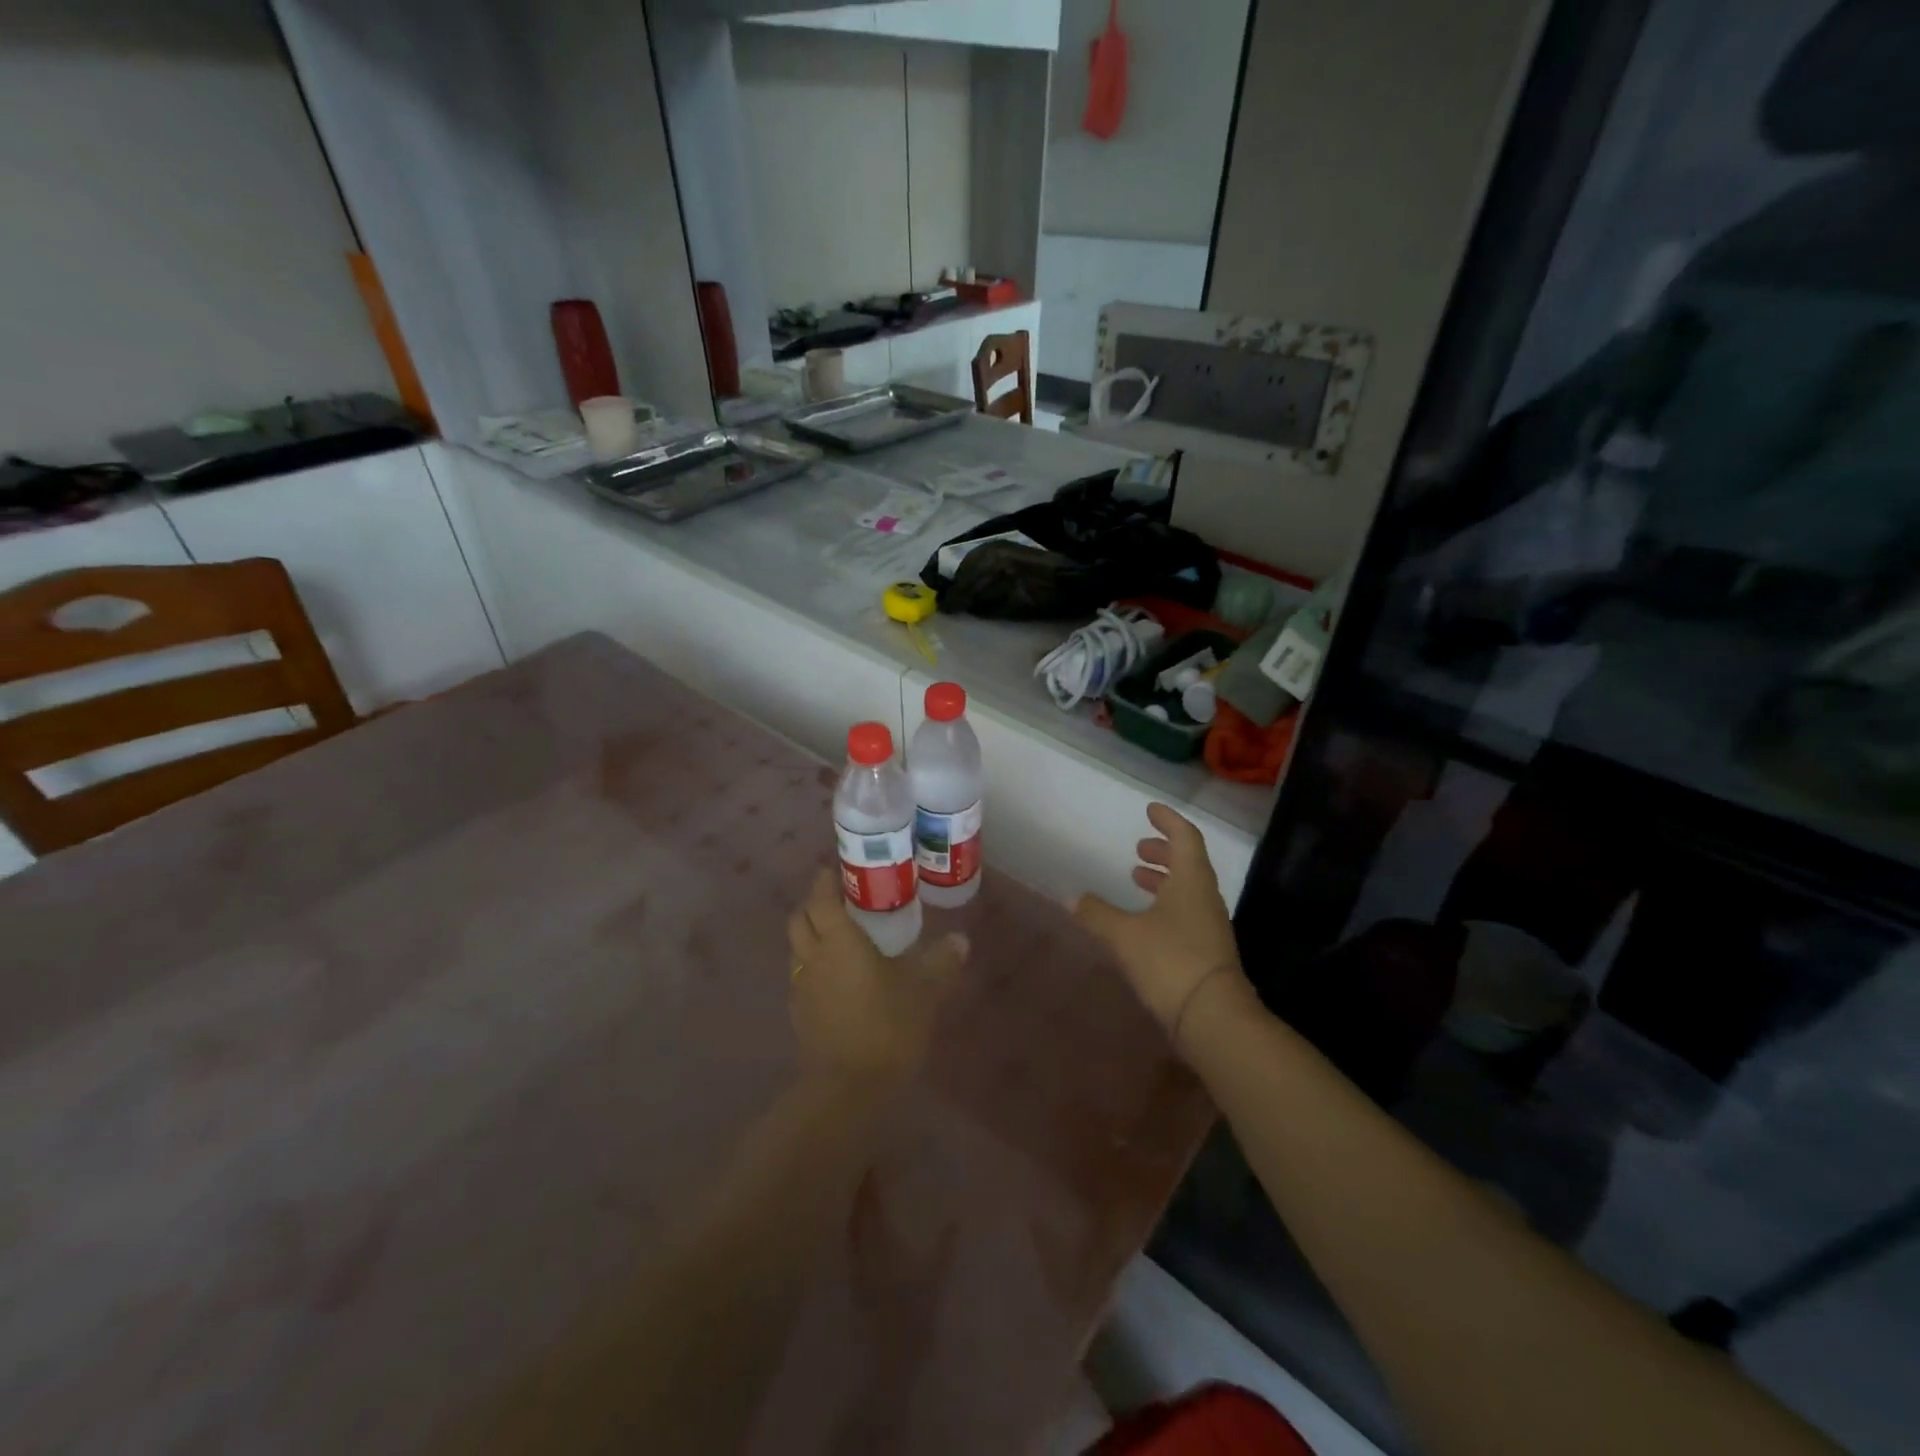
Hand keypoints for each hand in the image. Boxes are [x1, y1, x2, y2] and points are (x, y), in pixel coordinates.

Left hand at [786, 869, 968, 1084]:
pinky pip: (801, 977)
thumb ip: (941, 963)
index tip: (833, 870)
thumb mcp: (925, 993)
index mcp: (839, 941)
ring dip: (810, 936)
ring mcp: (802, 988)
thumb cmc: (887, 1027)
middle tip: (837, 900)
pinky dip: (814, 967)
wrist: (847, 1090)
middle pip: (800, 919)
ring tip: (837, 938)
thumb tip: (960, 940)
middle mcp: (813, 957)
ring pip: (797, 949)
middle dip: (813, 904)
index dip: (824, 881)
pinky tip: (836, 980)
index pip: (822, 899)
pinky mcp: (800, 1016)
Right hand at [1072, 803, 1251, 1046]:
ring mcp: (1209, 926)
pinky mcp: (1206, 951)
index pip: (1185, 837)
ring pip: (1187, 889)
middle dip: (1163, 851)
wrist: (1213, 1018)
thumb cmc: (1170, 961)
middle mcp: (1205, 897)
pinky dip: (1165, 905)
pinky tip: (1143, 921)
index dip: (1168, 821)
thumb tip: (1070, 897)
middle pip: (1188, 863)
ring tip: (1136, 878)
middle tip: (1139, 848)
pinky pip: (1185, 913)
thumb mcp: (1124, 934)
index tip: (1150, 810)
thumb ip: (1096, 913)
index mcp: (1192, 881)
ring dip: (1163, 879)